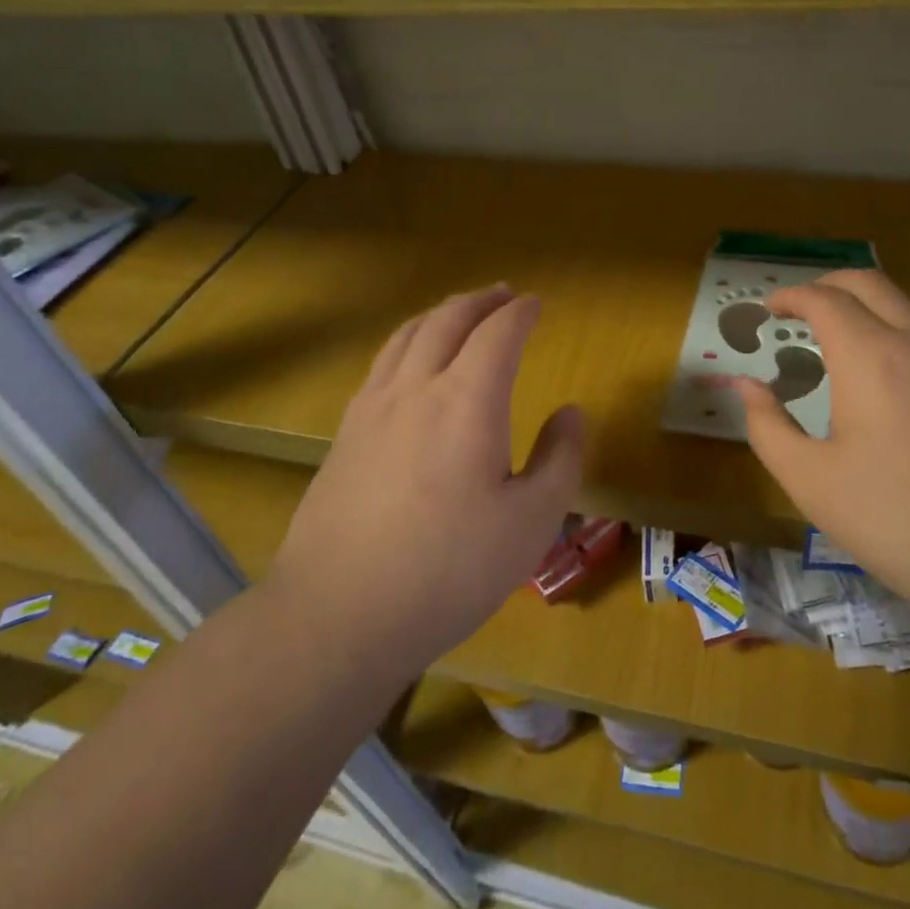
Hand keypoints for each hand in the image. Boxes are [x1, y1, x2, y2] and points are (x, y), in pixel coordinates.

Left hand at [274, 286, 583, 671]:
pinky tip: (409, 362)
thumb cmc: (449, 570)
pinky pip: (381, 364)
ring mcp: (372, 408)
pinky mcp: (345, 434)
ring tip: (459, 313)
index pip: (498, 334)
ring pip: (407, 335)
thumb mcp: (531, 522)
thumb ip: (560, 459)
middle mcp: (416, 389)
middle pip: (447, 320)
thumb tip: (570, 413)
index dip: (520, 312)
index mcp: (467, 401)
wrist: (339, 614)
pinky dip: (407, 342)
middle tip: (502, 294)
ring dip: (440, 314)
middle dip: (479, 301)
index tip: (536, 303)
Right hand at [734, 270, 909, 631]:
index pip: (825, 299)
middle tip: (800, 310)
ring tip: (837, 347)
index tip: (770, 310)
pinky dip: (896, 338)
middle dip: (828, 285)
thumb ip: (767, 425)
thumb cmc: (893, 521)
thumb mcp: (809, 480)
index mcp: (871, 358)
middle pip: (871, 283)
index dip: (792, 296)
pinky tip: (886, 387)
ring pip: (906, 309)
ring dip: (866, 310)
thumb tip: (746, 386)